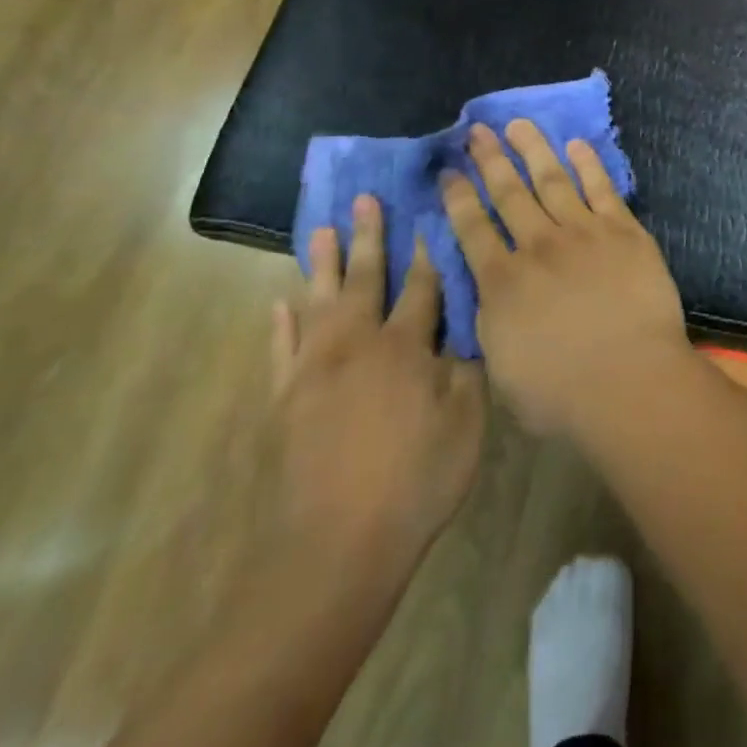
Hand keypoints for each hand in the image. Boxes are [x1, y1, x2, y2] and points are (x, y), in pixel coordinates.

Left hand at [270, 195, 484, 593]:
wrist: (338, 546)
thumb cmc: (416, 481)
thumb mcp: (466, 424)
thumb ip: (467, 370)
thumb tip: (464, 331)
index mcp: (405, 347)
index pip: (422, 287)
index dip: (428, 253)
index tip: (427, 218)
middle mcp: (357, 345)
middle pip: (365, 280)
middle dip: (370, 238)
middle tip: (365, 200)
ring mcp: (315, 371)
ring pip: (318, 303)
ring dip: (321, 265)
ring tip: (322, 230)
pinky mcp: (286, 400)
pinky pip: (280, 351)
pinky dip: (280, 325)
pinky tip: (280, 303)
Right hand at [444, 121, 690, 435]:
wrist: (630, 381)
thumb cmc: (561, 393)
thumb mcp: (502, 367)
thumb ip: (490, 322)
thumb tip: (484, 292)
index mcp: (501, 282)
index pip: (471, 228)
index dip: (457, 197)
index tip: (447, 171)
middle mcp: (538, 247)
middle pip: (508, 194)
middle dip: (489, 160)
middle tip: (477, 131)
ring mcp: (583, 234)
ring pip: (552, 180)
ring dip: (533, 149)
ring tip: (518, 124)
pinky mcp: (623, 232)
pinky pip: (601, 189)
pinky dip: (588, 164)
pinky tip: (576, 145)